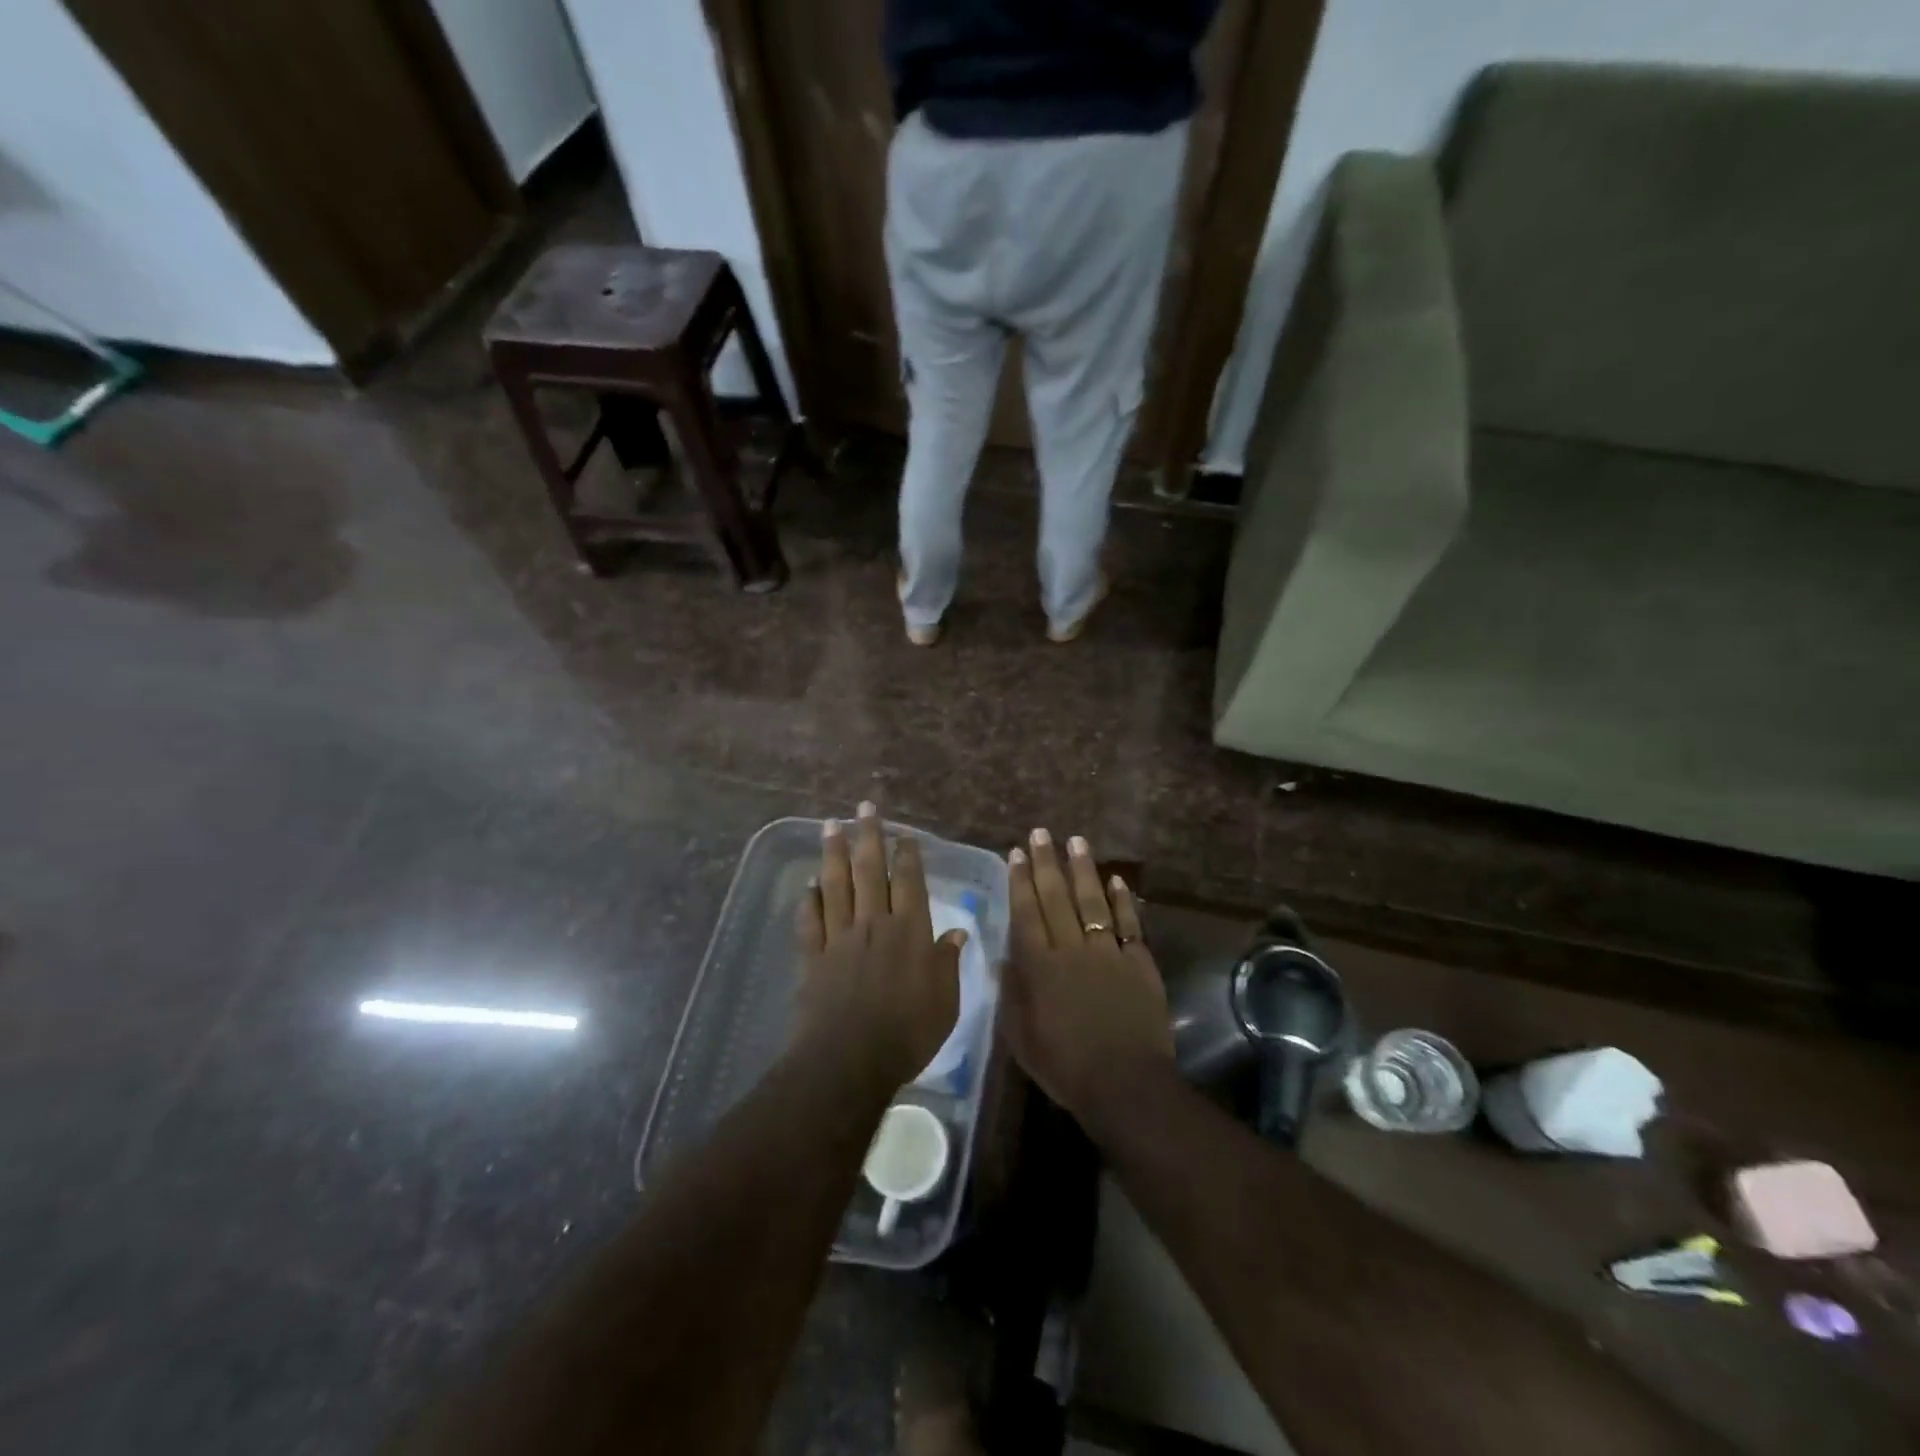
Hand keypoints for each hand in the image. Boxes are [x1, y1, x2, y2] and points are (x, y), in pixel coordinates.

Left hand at [794, 802, 964, 1094]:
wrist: (848, 1060)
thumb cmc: (907, 1033)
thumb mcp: (944, 1002)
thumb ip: (948, 963)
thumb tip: (957, 933)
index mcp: (910, 931)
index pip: (909, 882)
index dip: (907, 855)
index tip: (904, 834)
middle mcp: (874, 924)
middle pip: (870, 871)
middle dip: (868, 836)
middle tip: (864, 808)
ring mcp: (840, 938)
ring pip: (836, 885)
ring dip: (834, 854)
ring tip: (831, 826)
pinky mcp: (814, 957)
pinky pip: (811, 920)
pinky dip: (809, 899)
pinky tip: (809, 884)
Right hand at [1002, 829, 1171, 1131]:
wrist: (1124, 1083)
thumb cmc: (1065, 1066)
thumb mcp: (1021, 1037)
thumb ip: (1012, 993)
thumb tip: (1004, 956)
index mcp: (1039, 966)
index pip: (1026, 913)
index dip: (1020, 881)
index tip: (1015, 853)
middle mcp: (1071, 949)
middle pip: (1057, 898)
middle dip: (1046, 863)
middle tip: (1041, 833)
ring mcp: (1108, 953)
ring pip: (1092, 901)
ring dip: (1083, 870)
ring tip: (1076, 841)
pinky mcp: (1138, 962)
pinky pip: (1129, 923)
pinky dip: (1123, 899)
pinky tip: (1116, 879)